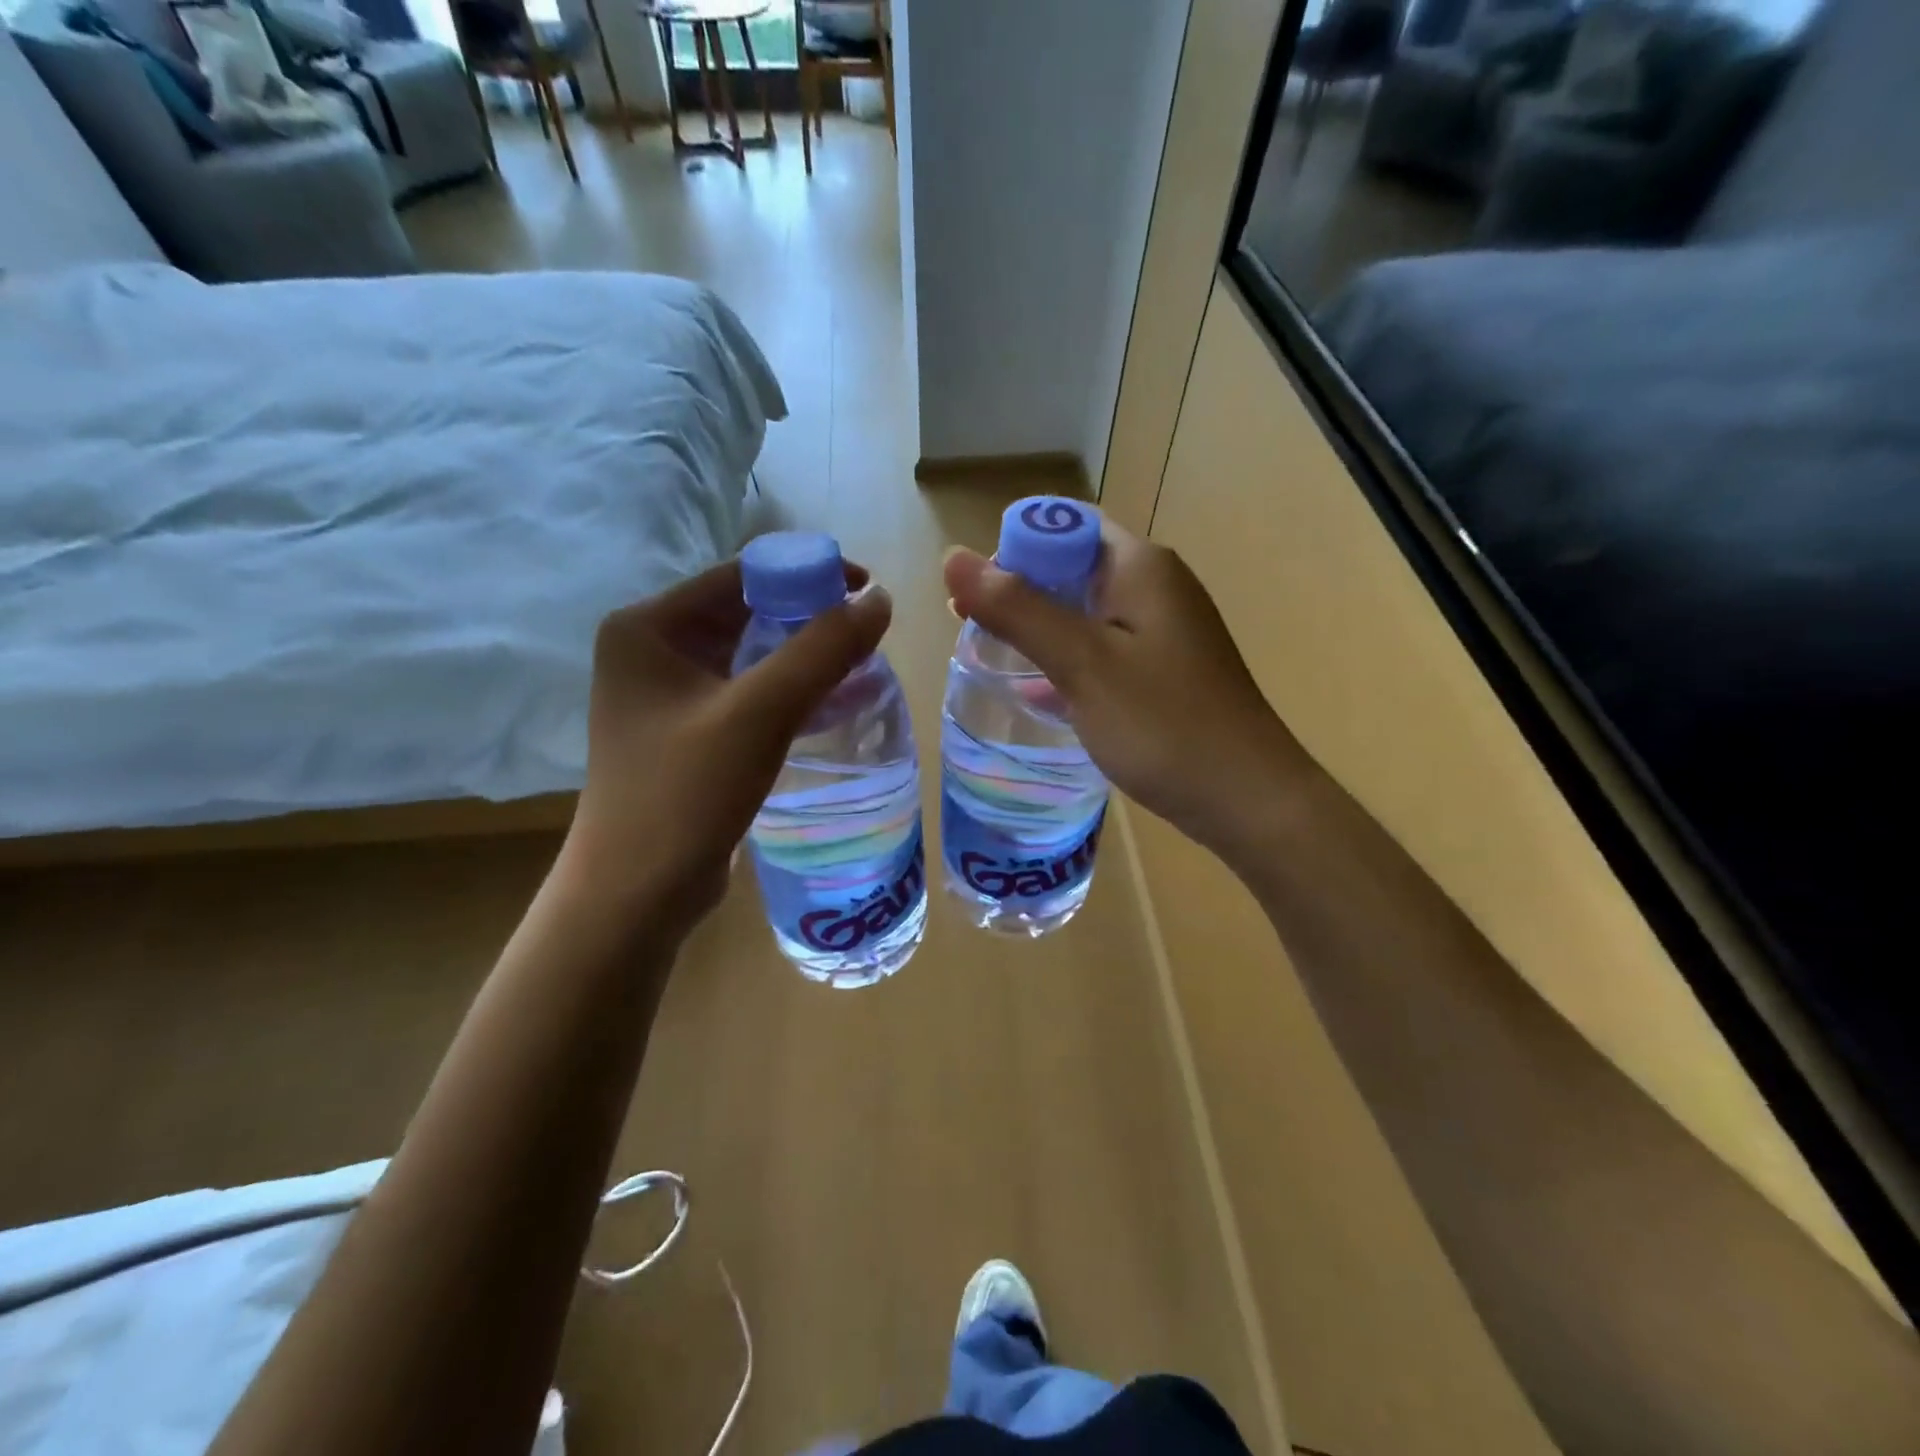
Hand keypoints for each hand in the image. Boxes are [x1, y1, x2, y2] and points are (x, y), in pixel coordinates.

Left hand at [561, 559, 891, 940]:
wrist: (636, 895)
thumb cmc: (686, 795)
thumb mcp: (759, 714)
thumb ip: (822, 650)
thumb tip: (880, 599)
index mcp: (648, 627)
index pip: (740, 575)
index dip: (808, 573)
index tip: (867, 592)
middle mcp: (650, 650)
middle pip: (745, 612)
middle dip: (809, 617)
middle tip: (868, 634)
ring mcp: (666, 694)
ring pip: (749, 654)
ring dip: (802, 654)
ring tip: (860, 663)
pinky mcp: (685, 732)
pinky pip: (745, 692)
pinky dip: (786, 690)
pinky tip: (829, 701)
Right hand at [944, 523, 1308, 863]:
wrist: (1246, 799)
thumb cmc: (1163, 724)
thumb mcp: (1082, 663)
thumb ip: (1018, 609)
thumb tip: (952, 556)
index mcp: (1139, 566)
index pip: (1063, 527)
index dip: (1012, 550)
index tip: (973, 595)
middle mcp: (1156, 586)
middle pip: (1073, 568)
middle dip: (1021, 593)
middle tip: (972, 630)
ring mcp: (1164, 631)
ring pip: (1086, 613)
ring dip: (1041, 630)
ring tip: (994, 660)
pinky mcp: (1165, 672)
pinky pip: (1104, 650)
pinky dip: (1069, 662)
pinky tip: (1040, 694)